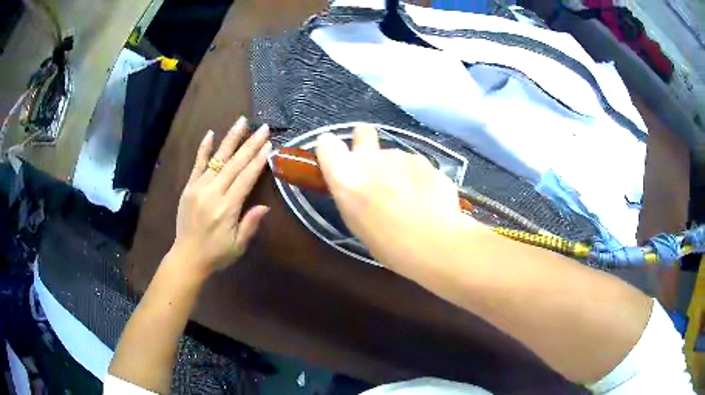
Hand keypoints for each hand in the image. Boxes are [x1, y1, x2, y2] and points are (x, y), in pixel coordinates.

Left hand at [171, 117, 271, 276]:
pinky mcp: (188, 187)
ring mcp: (198, 188)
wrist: (187, 257)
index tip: (268, 144)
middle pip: (234, 164)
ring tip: (242, 121)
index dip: (258, 160)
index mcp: (227, 208)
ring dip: (230, 139)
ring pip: (217, 159)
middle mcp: (213, 193)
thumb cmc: (216, 254)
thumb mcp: (238, 245)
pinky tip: (210, 133)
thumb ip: (250, 224)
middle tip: (263, 128)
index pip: (246, 178)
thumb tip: (265, 206)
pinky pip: (197, 164)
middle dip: (250, 144)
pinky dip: (204, 149)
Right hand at [315, 125, 475, 268]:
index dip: (332, 151)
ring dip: (396, 169)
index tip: (339, 161)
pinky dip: (418, 178)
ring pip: (394, 155)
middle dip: (365, 141)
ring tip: (408, 197)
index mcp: (346, 175)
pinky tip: (426, 199)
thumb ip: (350, 191)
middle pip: (362, 132)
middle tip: (373, 165)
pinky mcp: (426, 161)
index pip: (327, 144)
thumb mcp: (354, 221)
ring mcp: (402, 156)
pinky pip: (416, 166)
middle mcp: (371, 158)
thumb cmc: (386, 243)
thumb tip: (355, 180)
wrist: (433, 243)